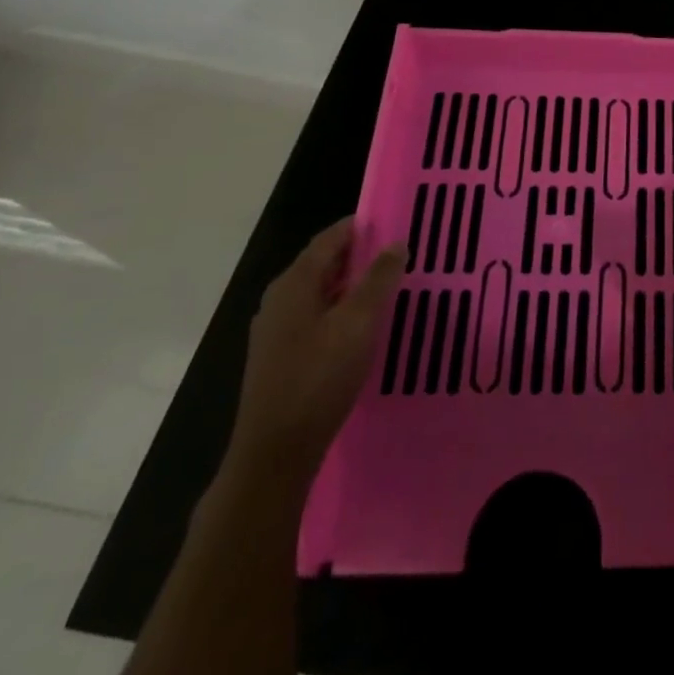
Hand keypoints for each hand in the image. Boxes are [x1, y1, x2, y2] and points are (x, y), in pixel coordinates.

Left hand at [225, 221, 406, 487]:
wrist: (275, 452)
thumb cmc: (319, 377)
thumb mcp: (358, 322)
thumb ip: (378, 279)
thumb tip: (396, 243)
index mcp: (294, 283)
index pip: (329, 239)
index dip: (360, 227)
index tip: (393, 222)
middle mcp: (280, 299)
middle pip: (323, 264)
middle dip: (359, 255)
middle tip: (399, 254)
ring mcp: (276, 330)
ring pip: (320, 292)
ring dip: (352, 285)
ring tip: (388, 286)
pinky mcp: (280, 357)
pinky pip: (315, 317)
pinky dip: (341, 309)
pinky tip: (363, 326)